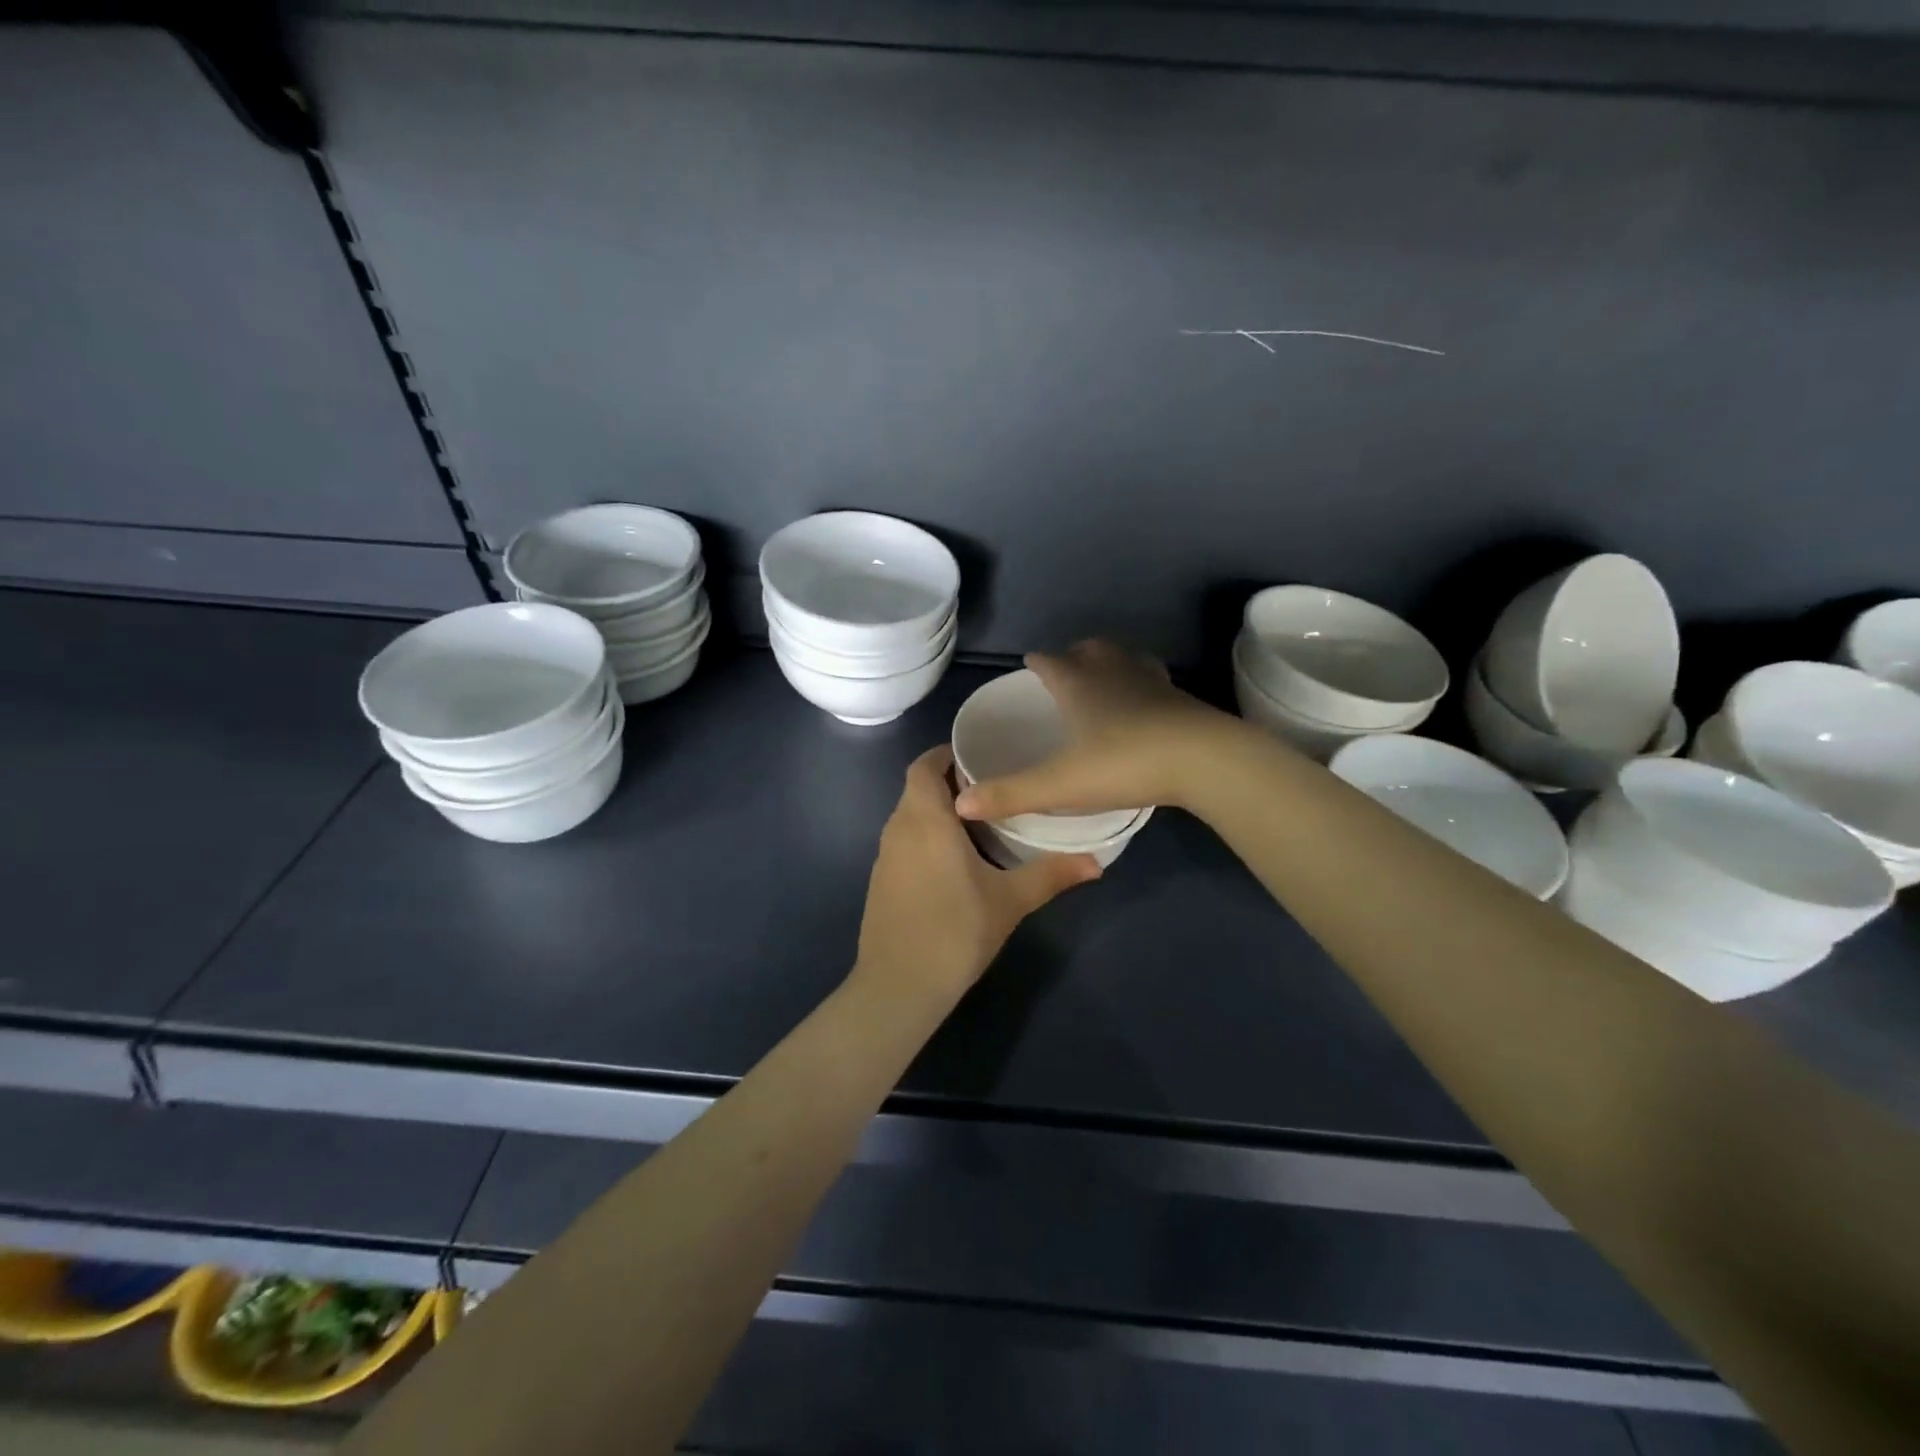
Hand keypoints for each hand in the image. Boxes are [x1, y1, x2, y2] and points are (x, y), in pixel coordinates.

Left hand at [854, 745, 1100, 1004]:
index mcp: (925, 819)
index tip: (978, 756)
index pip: (924, 766)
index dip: (945, 754)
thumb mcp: (1010, 900)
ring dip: (937, 812)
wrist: (899, 986)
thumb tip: (1097, 862)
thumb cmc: (956, 931)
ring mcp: (884, 857)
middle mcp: (898, 829)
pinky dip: (925, 837)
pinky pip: (903, 842)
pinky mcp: (880, 882)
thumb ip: (1051, 874)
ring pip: (909, 816)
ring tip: (979, 822)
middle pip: (917, 789)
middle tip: (992, 788)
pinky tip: (954, 861)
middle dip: (949, 783)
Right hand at [953, 640, 1237, 821]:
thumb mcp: (1060, 784)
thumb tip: (960, 803)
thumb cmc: (1124, 763)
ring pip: (1125, 658)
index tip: (1029, 664)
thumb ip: (1010, 793)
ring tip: (1104, 680)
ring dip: (1111, 663)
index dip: (1037, 662)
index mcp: (1078, 684)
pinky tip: (1146, 704)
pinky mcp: (1181, 698)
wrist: (1203, 760)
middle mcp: (1113, 672)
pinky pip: (1155, 680)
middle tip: (1066, 672)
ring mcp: (1151, 681)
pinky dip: (1143, 684)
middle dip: (1074, 655)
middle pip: (1089, 650)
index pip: (1049, 661)